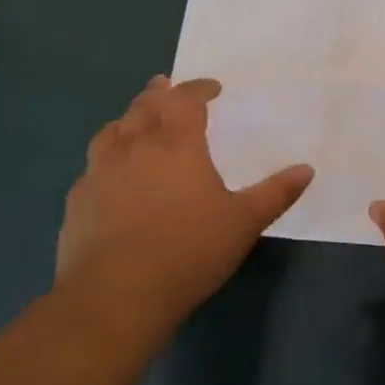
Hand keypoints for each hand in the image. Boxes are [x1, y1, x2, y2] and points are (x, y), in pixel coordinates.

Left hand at [57, 76, 312, 321]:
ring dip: (128, 119)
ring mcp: (100, 173)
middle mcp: (135, 147)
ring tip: (137, 121)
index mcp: (176, 144)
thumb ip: (276, 193)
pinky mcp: (78, 202)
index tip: (212, 88)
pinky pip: (93, 166)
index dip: (199, 88)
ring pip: (112, 131)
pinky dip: (107, 157)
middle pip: (144, 106)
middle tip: (167, 88)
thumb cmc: (189, 251)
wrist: (115, 296)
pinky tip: (112, 174)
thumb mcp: (244, 223)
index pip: (185, 100)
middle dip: (160, 93)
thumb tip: (306, 169)